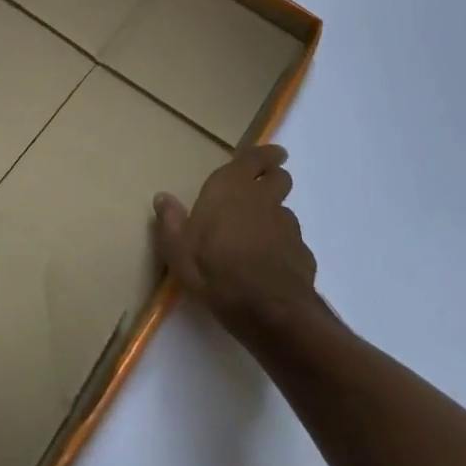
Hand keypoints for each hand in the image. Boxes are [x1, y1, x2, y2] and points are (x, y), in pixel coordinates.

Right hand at [153, 144, 317, 336]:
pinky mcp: (302, 254)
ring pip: (285, 211)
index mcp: (232, 188)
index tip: (274, 154)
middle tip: (263, 187)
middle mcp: (263, 199)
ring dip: (275, 216)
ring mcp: (287, 227)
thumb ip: (171, 220)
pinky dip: (283, 247)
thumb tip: (162, 197)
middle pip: (279, 178)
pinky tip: (271, 265)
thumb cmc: (215, 270)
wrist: (268, 311)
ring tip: (260, 234)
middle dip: (274, 178)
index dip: (265, 154)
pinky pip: (292, 243)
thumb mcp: (178, 249)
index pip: (255, 158)